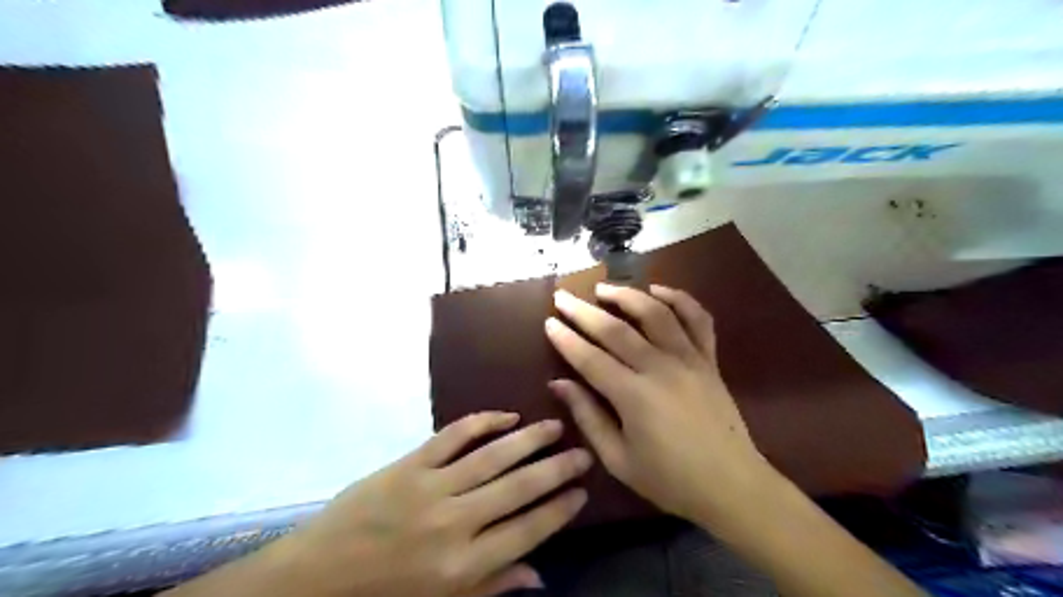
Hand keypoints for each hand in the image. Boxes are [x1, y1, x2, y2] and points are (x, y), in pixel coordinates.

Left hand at [255, 412, 589, 596]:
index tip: (582, 491)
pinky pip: (453, 436)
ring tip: (555, 426)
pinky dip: (482, 422)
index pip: (527, 532)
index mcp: (463, 567)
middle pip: (519, 489)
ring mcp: (431, 488)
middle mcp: (454, 524)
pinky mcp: (409, 464)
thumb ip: (492, 587)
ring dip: (529, 439)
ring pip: (492, 456)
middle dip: (556, 469)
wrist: (316, 576)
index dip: (559, 509)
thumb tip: (540, 576)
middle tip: (582, 452)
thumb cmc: (384, 596)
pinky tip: (506, 416)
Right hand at [548, 284, 774, 522]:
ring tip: (604, 288)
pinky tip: (658, 290)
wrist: (732, 485)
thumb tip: (558, 383)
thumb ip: (588, 417)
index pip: (590, 358)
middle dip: (584, 311)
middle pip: (616, 330)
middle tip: (563, 296)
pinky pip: (698, 319)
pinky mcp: (710, 360)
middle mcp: (660, 368)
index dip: (566, 339)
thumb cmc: (670, 479)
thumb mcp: (618, 459)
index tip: (548, 322)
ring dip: (627, 295)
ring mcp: (689, 359)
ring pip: (656, 313)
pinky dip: (679, 299)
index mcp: (634, 396)